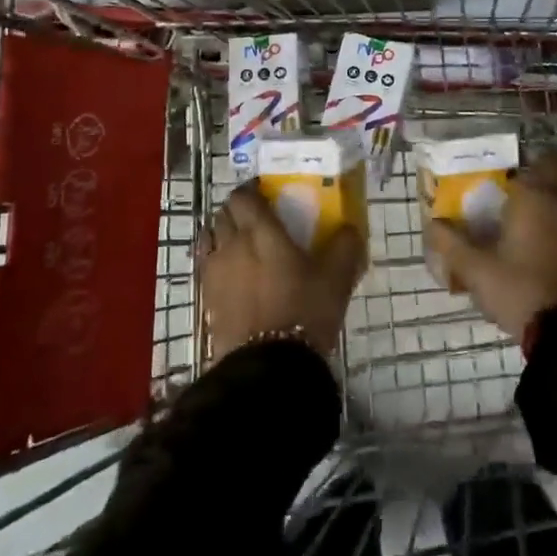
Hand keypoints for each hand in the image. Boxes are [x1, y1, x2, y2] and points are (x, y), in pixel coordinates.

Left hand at [197, 186, 366, 361]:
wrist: (268, 365)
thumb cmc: (304, 311)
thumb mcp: (336, 277)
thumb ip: (345, 246)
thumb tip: (349, 228)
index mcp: (260, 231)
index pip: (243, 196)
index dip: (252, 190)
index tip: (266, 193)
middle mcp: (231, 243)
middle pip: (223, 213)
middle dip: (237, 211)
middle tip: (258, 220)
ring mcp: (214, 271)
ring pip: (210, 238)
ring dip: (222, 234)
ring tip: (241, 245)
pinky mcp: (206, 298)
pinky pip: (206, 266)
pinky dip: (216, 262)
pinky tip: (233, 275)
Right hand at [426, 149, 556, 338]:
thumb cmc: (520, 291)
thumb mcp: (475, 270)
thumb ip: (451, 244)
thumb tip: (432, 224)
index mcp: (537, 198)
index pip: (544, 159)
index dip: (530, 164)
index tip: (511, 179)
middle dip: (547, 184)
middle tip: (522, 204)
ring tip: (537, 236)